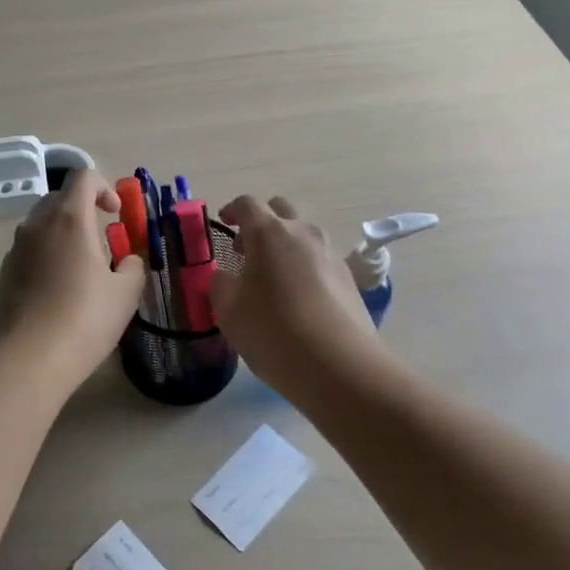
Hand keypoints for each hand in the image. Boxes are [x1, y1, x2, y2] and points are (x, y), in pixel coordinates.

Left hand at [0, 171, 145, 378]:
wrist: (29, 358)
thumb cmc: (85, 319)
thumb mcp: (125, 294)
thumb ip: (133, 266)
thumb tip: (129, 259)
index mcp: (69, 219)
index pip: (82, 177)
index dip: (103, 187)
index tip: (115, 214)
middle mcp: (38, 225)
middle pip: (59, 197)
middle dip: (82, 209)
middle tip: (101, 240)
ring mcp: (16, 248)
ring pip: (41, 224)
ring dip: (63, 232)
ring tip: (80, 267)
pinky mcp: (4, 272)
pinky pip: (29, 249)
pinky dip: (46, 254)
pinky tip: (57, 289)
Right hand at [213, 195, 387, 394]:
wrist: (339, 366)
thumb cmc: (273, 332)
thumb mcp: (228, 312)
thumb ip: (220, 285)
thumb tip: (225, 276)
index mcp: (269, 233)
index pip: (246, 204)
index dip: (231, 210)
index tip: (223, 223)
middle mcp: (303, 232)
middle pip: (280, 209)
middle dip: (261, 222)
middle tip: (246, 250)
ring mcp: (330, 252)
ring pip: (303, 234)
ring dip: (285, 244)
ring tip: (272, 277)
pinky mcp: (349, 276)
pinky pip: (319, 258)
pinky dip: (304, 265)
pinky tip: (297, 297)